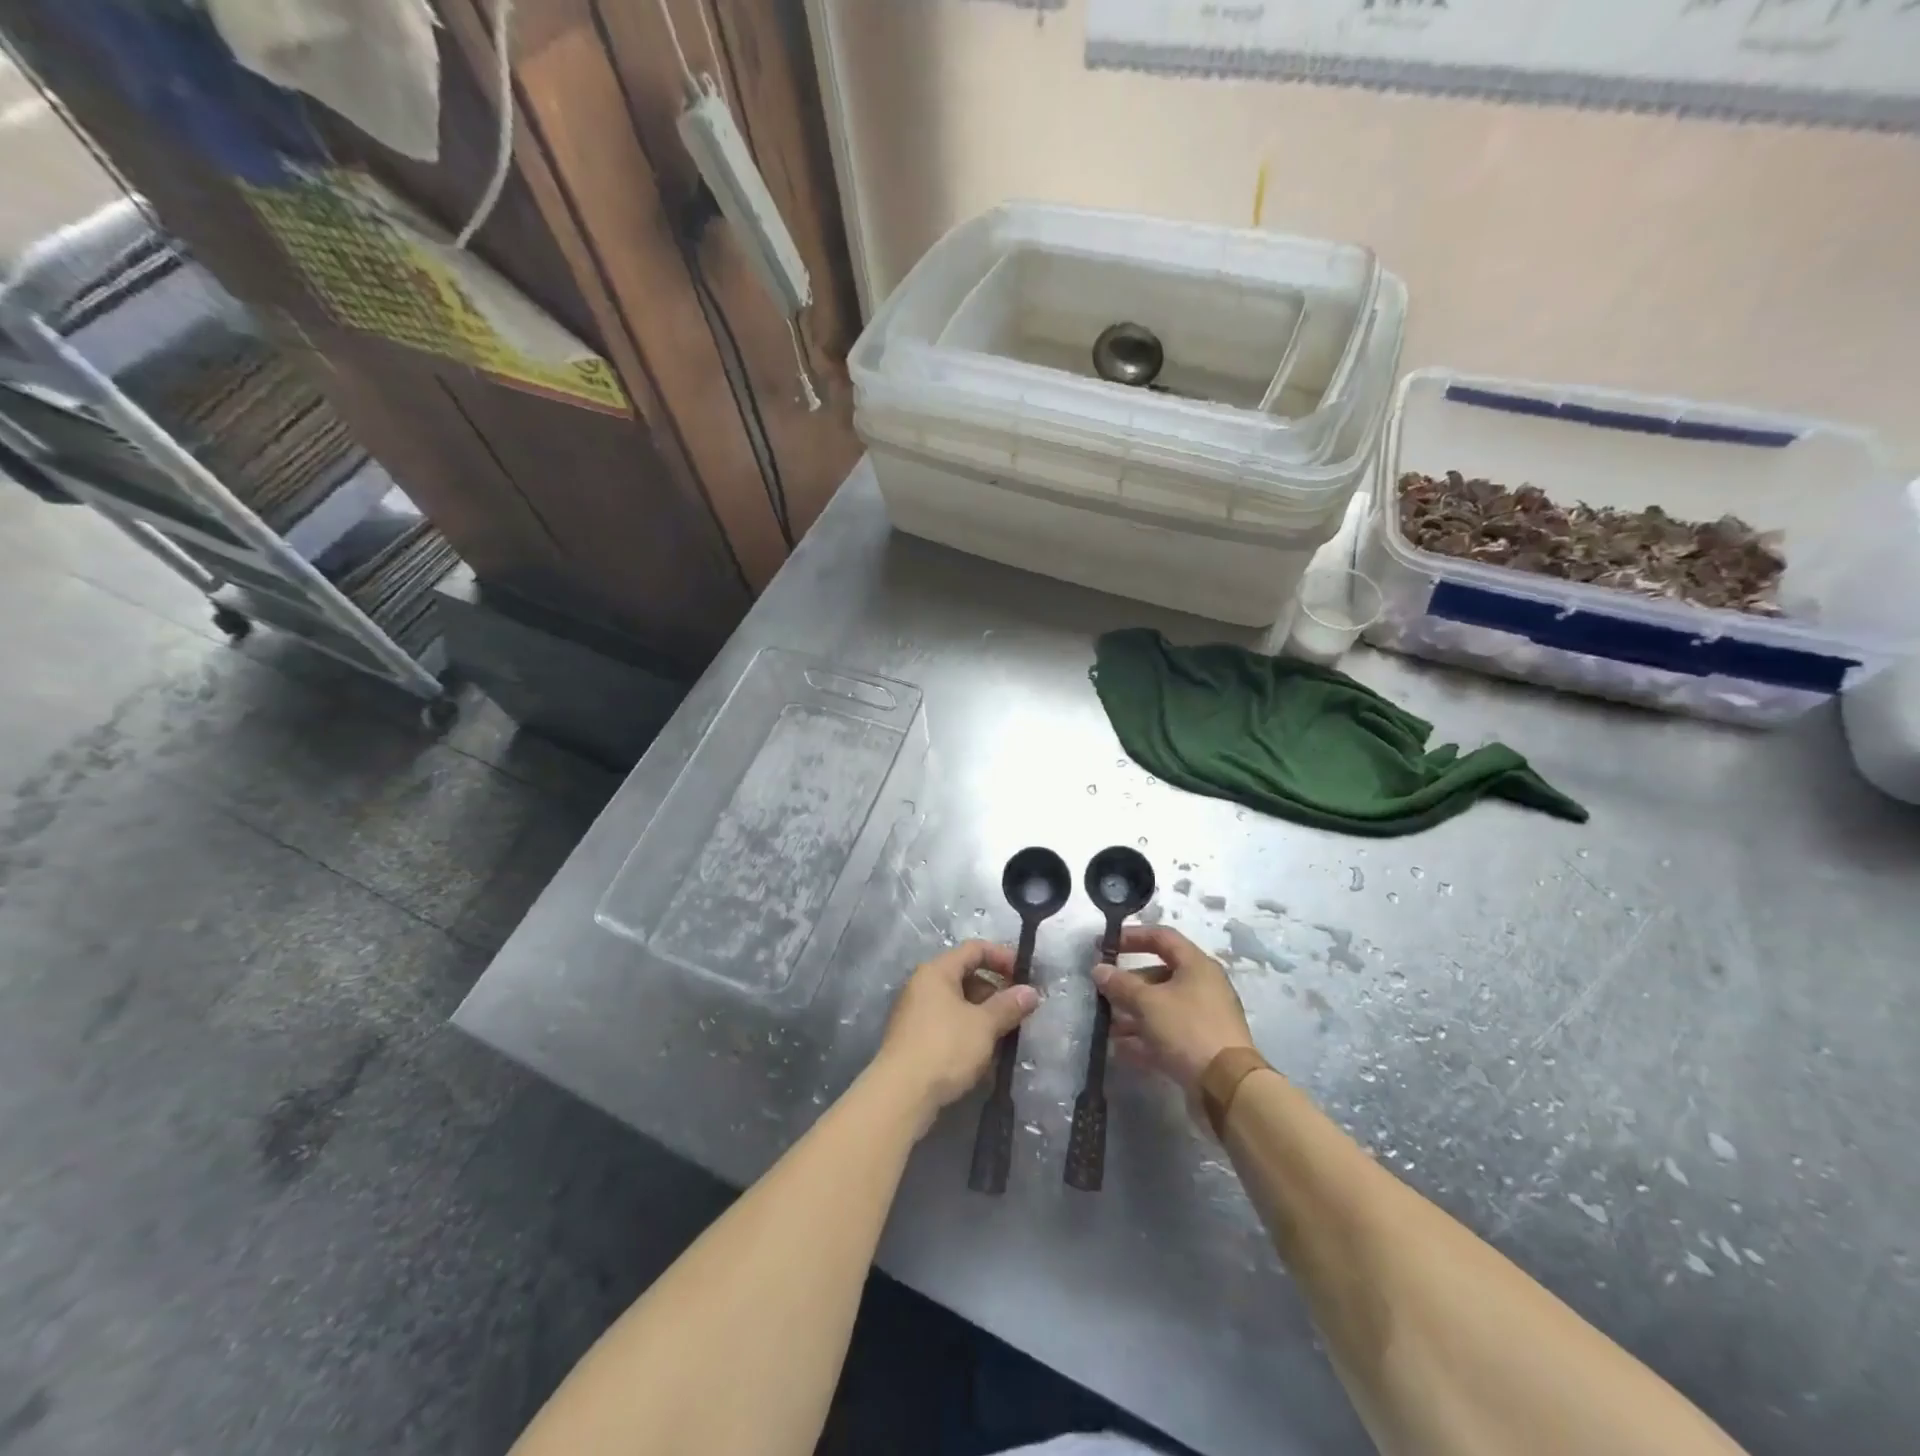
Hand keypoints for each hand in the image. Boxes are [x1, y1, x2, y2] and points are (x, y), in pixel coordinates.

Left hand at [872, 940, 1039, 1133]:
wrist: (901, 1094)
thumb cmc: (945, 1048)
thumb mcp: (984, 1025)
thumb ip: (1008, 1005)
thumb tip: (1031, 992)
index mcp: (937, 971)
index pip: (974, 949)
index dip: (1002, 956)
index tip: (1025, 976)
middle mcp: (923, 985)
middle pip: (966, 975)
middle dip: (996, 990)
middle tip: (1019, 1010)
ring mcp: (916, 1012)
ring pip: (958, 1002)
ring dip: (984, 1014)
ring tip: (1006, 1034)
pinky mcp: (915, 1038)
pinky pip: (948, 1023)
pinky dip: (969, 1030)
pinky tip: (984, 1052)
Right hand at [1095, 925, 1253, 1093]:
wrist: (1227, 1087)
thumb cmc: (1187, 1029)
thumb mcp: (1148, 1003)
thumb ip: (1120, 984)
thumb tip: (1099, 969)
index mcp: (1196, 965)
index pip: (1162, 937)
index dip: (1132, 937)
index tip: (1105, 946)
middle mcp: (1202, 986)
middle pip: (1159, 975)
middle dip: (1128, 984)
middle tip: (1102, 992)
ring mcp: (1203, 1018)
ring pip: (1161, 1007)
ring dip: (1132, 1014)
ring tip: (1107, 1026)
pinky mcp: (1200, 1046)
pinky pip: (1167, 1033)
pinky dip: (1144, 1037)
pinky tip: (1120, 1048)